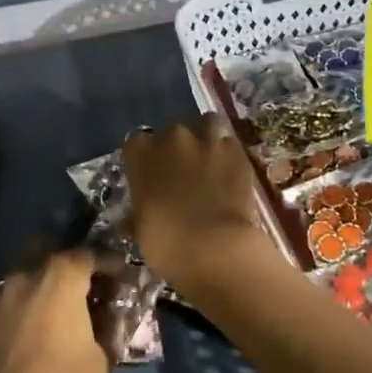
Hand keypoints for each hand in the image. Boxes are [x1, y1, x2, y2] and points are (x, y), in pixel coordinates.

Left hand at [0, 249, 109, 372]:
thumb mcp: (102, 357)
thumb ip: (105, 326)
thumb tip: (107, 316)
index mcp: (59, 277)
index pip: (89, 255)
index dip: (107, 263)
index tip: (120, 274)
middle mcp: (24, 277)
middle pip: (51, 257)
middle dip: (70, 267)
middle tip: (88, 287)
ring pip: (26, 278)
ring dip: (44, 287)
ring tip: (61, 310)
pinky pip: (11, 303)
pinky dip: (26, 308)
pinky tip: (38, 329)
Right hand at [122, 116, 268, 293]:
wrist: (215, 248)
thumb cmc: (167, 245)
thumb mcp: (142, 231)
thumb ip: (138, 213)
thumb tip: (133, 217)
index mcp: (142, 157)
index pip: (135, 142)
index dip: (143, 156)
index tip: (148, 172)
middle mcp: (173, 140)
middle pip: (172, 132)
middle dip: (176, 147)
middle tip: (182, 171)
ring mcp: (208, 142)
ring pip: (207, 124)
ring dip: (206, 137)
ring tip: (209, 158)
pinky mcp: (237, 153)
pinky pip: (231, 144)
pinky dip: (229, 155)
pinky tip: (231, 171)